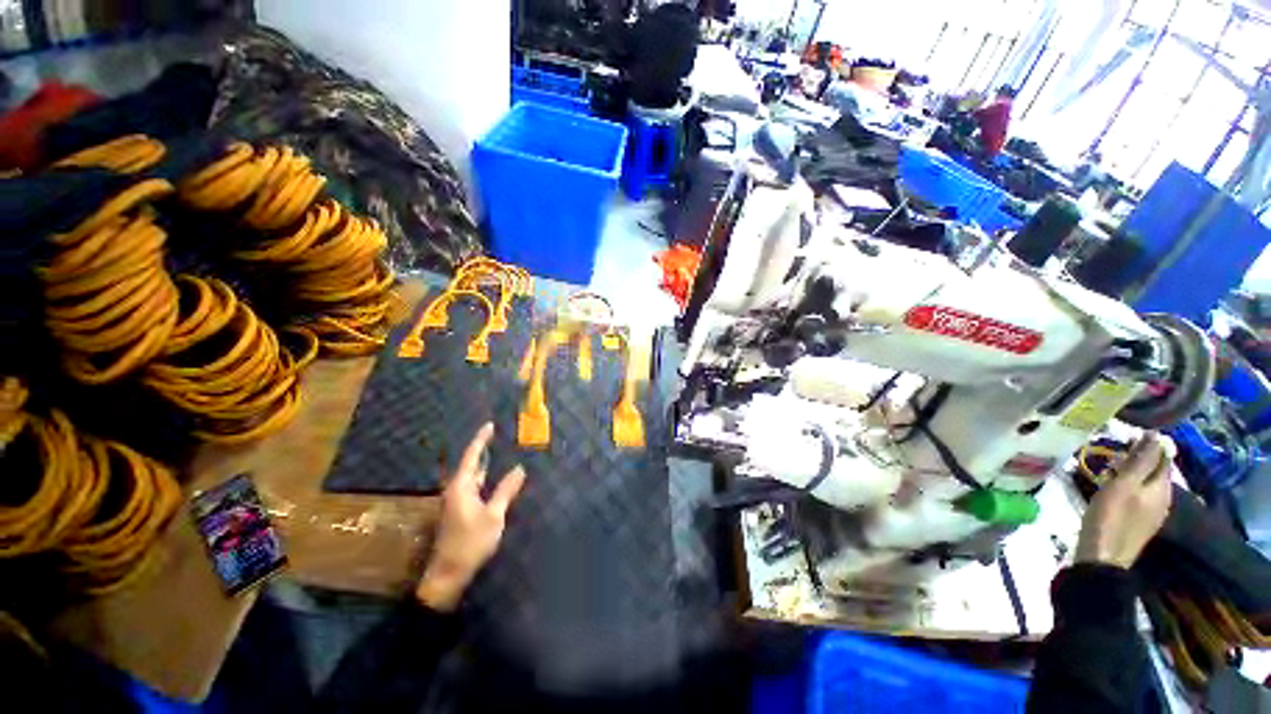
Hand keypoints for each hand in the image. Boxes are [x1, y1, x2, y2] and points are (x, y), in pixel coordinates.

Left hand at [415, 423, 525, 610]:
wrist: (448, 575)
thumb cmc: (470, 542)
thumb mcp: (493, 515)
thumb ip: (506, 490)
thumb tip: (519, 469)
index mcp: (461, 487)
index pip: (472, 456)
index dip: (481, 440)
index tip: (490, 425)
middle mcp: (455, 491)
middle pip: (471, 466)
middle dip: (483, 451)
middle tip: (498, 439)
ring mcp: (455, 503)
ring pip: (472, 479)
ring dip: (485, 468)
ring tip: (499, 457)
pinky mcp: (458, 513)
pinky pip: (473, 490)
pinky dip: (484, 482)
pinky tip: (494, 483)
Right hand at [1075, 433, 1175, 568]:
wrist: (1102, 557)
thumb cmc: (1111, 517)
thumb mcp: (1123, 485)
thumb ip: (1141, 461)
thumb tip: (1156, 436)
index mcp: (1161, 488)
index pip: (1163, 458)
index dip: (1150, 444)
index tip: (1129, 434)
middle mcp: (1162, 497)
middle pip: (1154, 470)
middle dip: (1138, 458)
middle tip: (1113, 451)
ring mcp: (1151, 511)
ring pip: (1145, 482)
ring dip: (1130, 471)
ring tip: (1108, 467)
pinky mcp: (1138, 520)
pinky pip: (1138, 494)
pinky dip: (1127, 485)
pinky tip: (1111, 487)